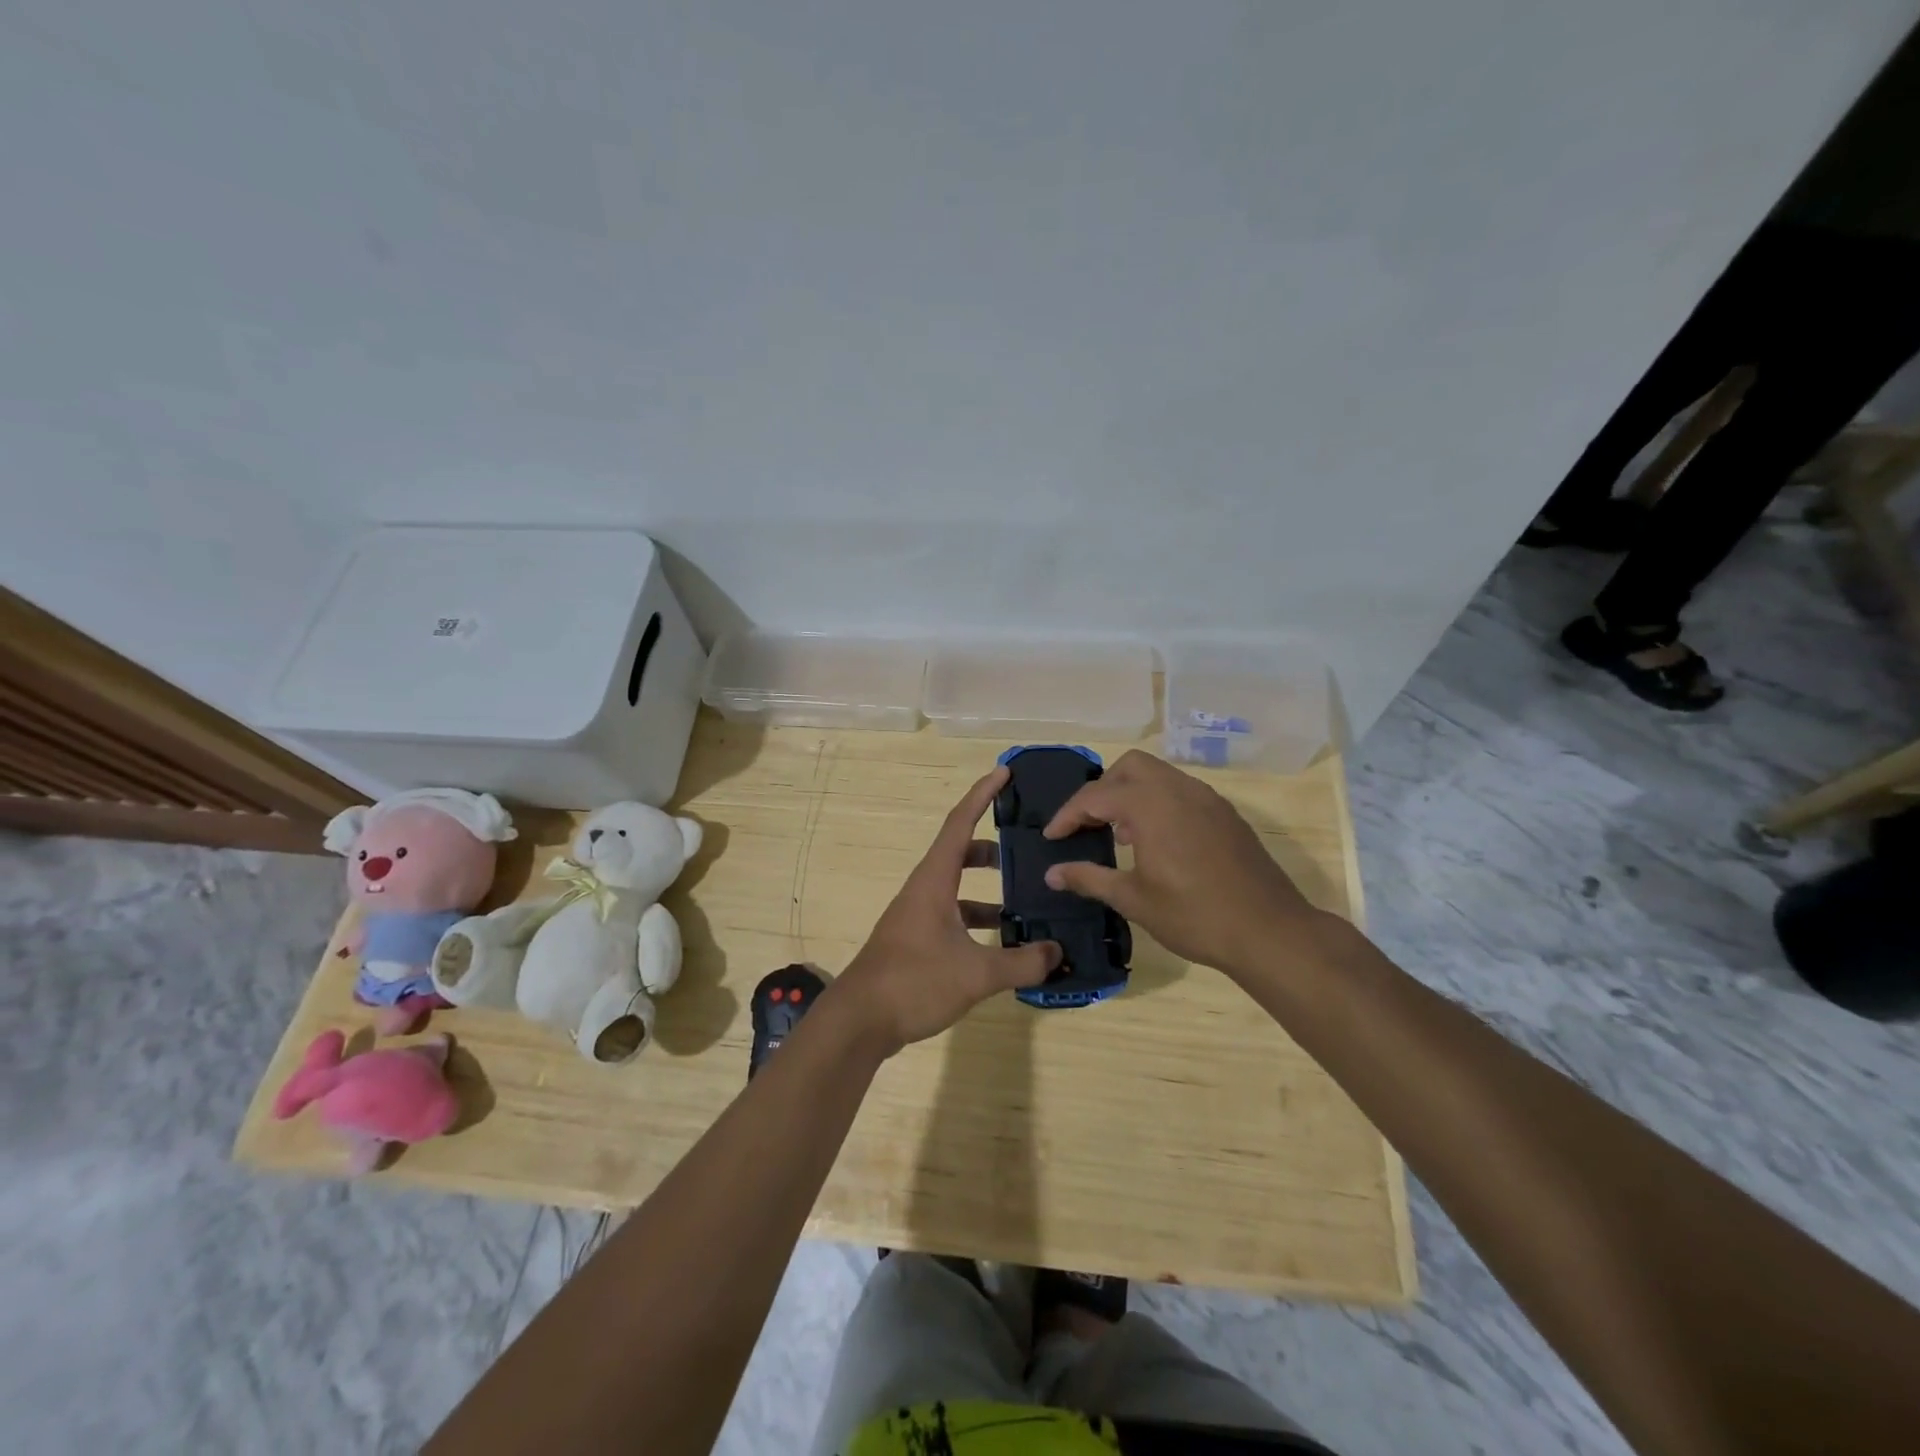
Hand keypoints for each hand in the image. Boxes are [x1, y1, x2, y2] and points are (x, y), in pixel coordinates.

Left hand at [829, 766, 1060, 1056]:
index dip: (982, 795)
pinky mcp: (915, 941)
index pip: (960, 823)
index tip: (1004, 773)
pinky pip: (952, 916)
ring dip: (987, 890)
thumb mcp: (976, 973)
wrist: (859, 1021)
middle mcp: (923, 890)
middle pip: (959, 853)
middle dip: (991, 847)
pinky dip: (976, 921)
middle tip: (1025, 848)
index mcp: (934, 880)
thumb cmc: (914, 982)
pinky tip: (1000, 944)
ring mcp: (916, 916)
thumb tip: (1057, 953)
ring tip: (1025, 902)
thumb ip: (1021, 962)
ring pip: (957, 889)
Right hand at [1041, 750, 1321, 977]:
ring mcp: (1207, 799)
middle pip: (1129, 767)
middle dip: (1102, 789)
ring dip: (1132, 794)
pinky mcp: (1226, 814)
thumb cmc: (1194, 915)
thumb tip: (1051, 874)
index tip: (1051, 837)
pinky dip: (1159, 803)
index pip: (1095, 796)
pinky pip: (1182, 791)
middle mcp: (1179, 789)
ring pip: (1159, 775)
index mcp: (1150, 805)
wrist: (1270, 932)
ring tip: (1120, 835)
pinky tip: (1158, 842)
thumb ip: (1088, 878)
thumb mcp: (1133, 899)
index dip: (1068, 816)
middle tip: (1087, 824)